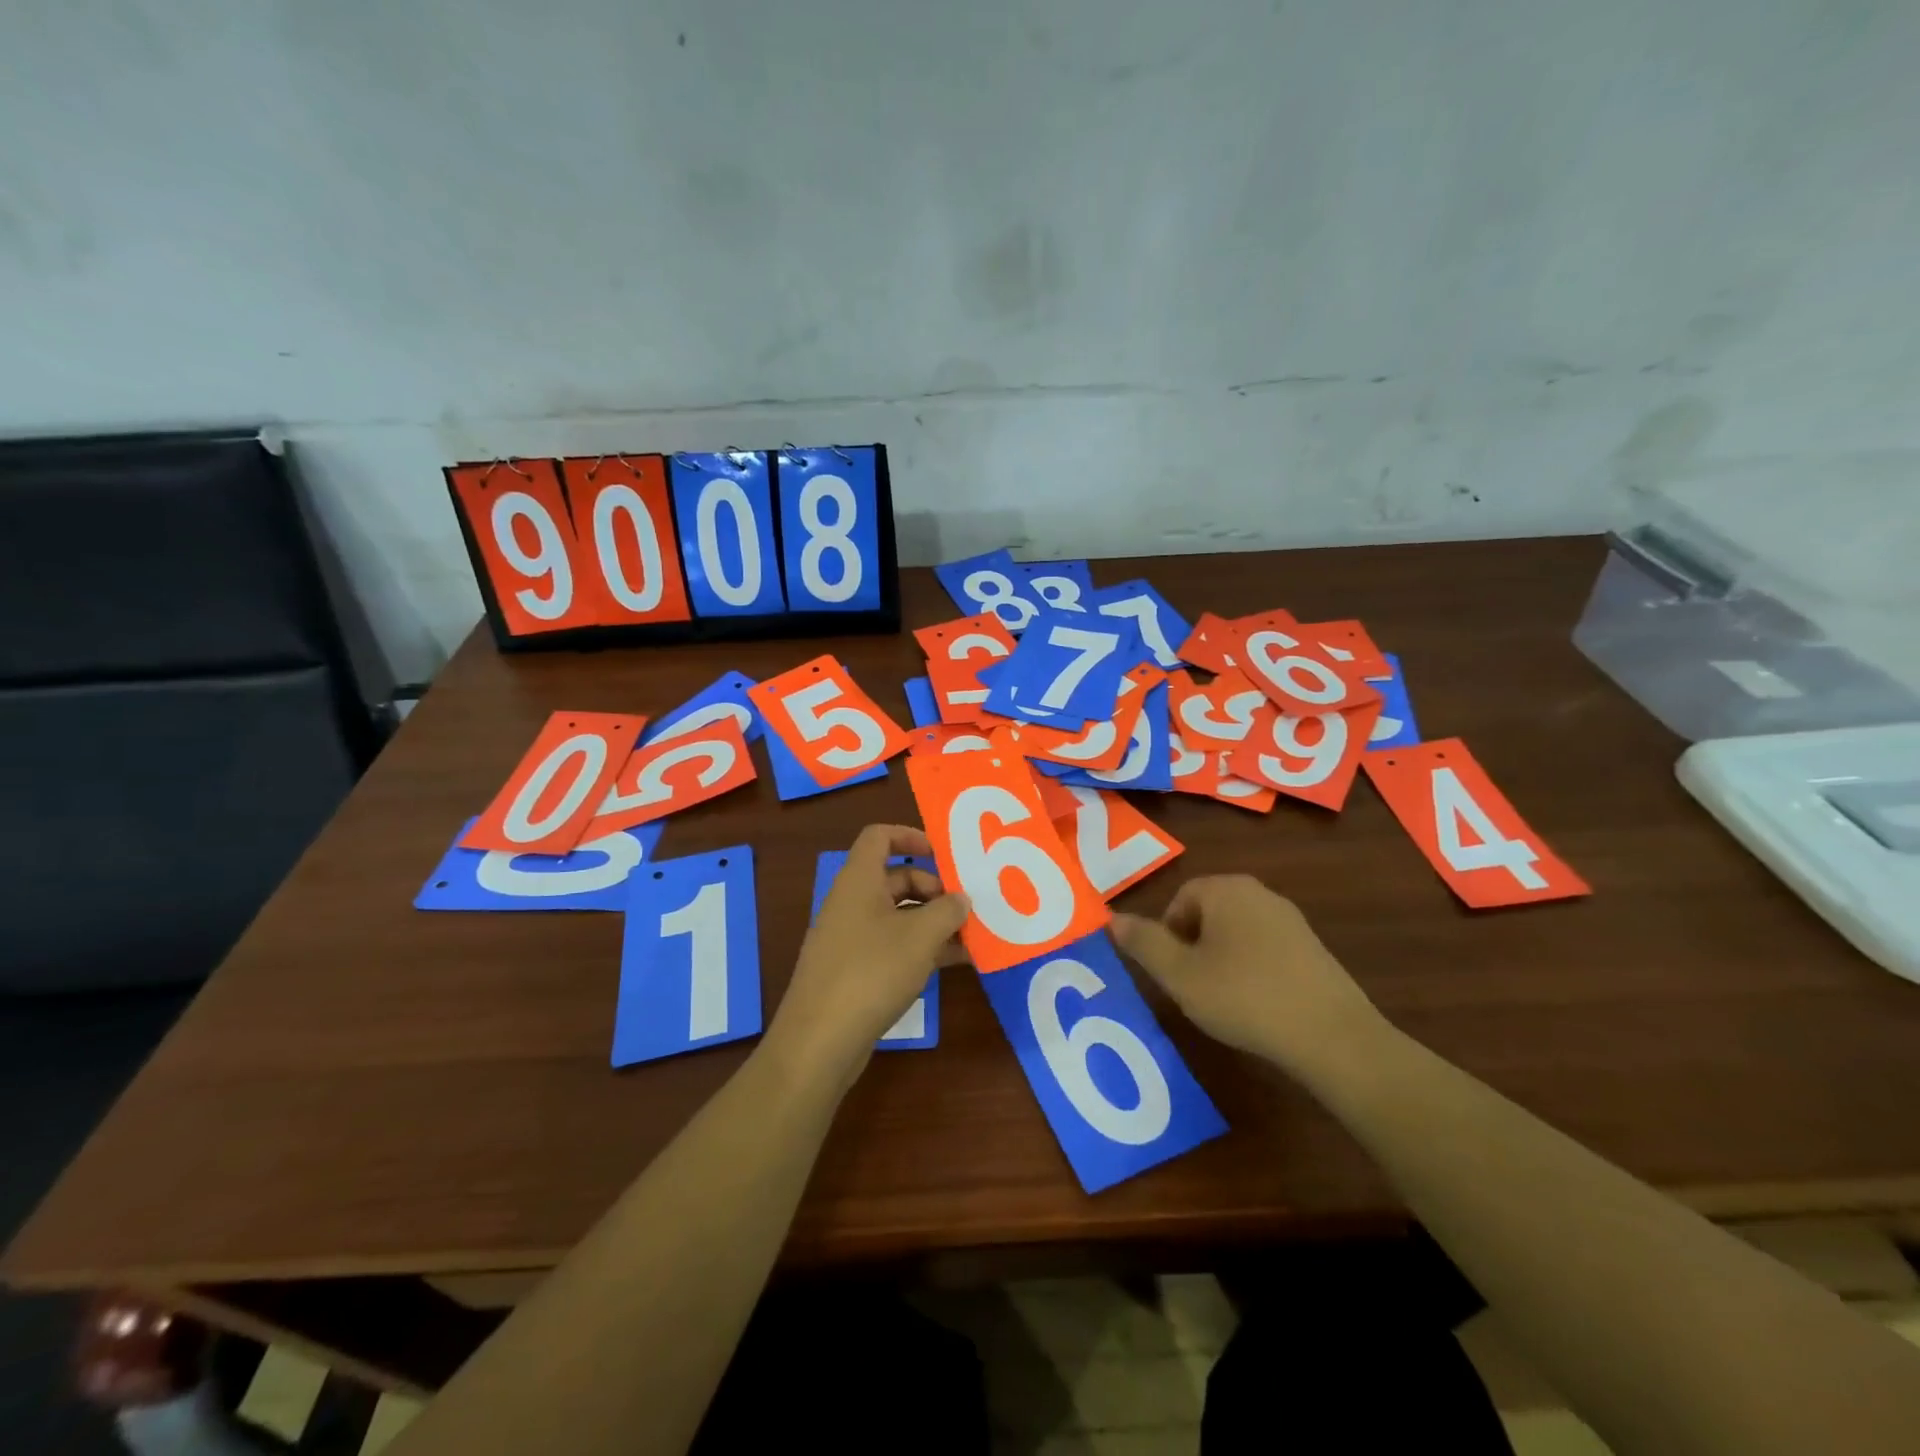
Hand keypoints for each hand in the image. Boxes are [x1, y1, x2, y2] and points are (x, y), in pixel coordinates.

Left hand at [769, 824, 968, 1077]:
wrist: (819, 1041)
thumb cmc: (871, 972)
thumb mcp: (920, 937)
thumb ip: (947, 911)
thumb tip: (961, 899)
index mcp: (859, 881)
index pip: (879, 836)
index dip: (910, 836)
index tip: (943, 854)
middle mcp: (852, 902)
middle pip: (895, 878)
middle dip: (933, 888)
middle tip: (965, 908)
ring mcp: (851, 938)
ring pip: (898, 915)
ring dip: (933, 921)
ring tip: (971, 937)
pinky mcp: (854, 971)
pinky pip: (893, 945)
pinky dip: (921, 948)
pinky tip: (954, 963)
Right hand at [1111, 875, 1386, 1083]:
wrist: (1332, 1036)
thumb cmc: (1243, 997)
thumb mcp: (1180, 975)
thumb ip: (1144, 943)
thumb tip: (1112, 918)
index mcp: (1225, 889)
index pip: (1180, 899)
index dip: (1167, 936)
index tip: (1171, 973)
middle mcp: (1258, 893)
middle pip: (1208, 913)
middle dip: (1192, 947)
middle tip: (1191, 987)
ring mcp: (1290, 919)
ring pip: (1236, 931)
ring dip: (1221, 959)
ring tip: (1222, 999)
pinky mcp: (1312, 948)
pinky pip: (1265, 948)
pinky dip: (1251, 970)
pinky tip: (1256, 1004)